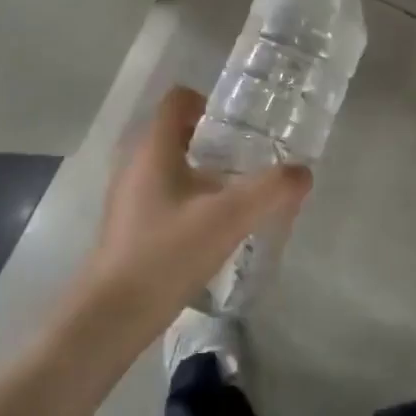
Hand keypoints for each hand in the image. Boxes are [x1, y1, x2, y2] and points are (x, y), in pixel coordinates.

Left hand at [74, 87, 311, 345]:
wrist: (113, 316)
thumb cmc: (167, 253)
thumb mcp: (228, 218)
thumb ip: (270, 191)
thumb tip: (302, 172)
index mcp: (153, 148)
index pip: (177, 100)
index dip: (209, 102)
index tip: (240, 126)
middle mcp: (135, 163)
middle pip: (176, 132)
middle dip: (213, 140)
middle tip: (247, 159)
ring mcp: (128, 196)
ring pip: (169, 165)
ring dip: (202, 171)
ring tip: (235, 194)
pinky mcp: (129, 225)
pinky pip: (163, 193)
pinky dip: (188, 197)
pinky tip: (211, 227)